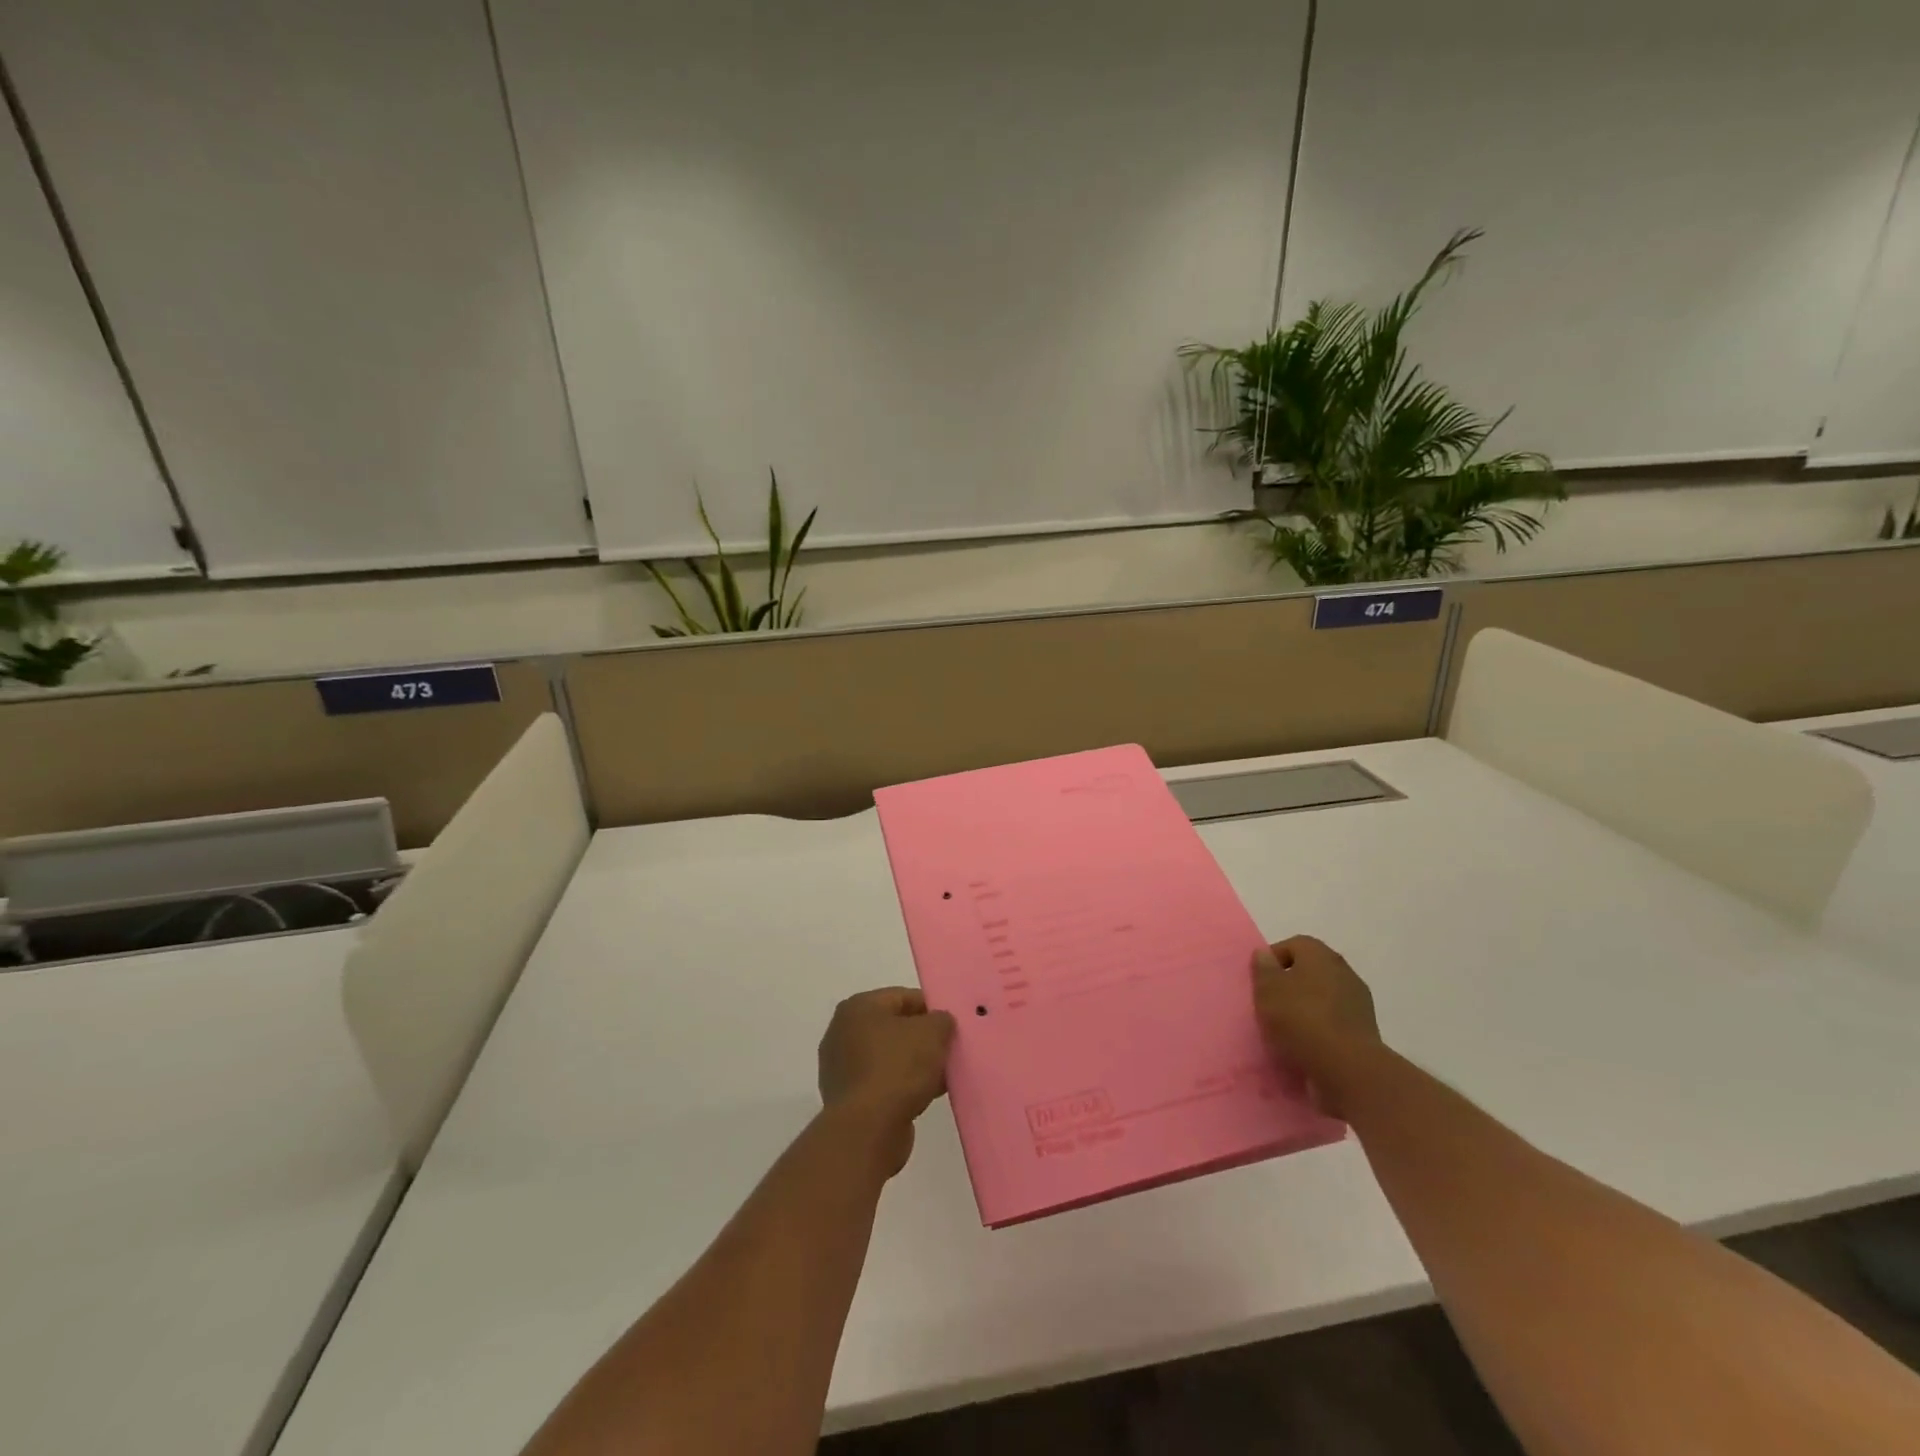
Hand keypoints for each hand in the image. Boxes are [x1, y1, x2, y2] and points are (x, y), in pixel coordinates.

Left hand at [818, 988, 955, 1173]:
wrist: (867, 1130)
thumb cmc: (898, 1068)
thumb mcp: (932, 1033)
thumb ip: (941, 1019)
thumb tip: (939, 1022)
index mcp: (858, 1007)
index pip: (902, 997)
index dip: (931, 1007)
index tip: (953, 1023)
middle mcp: (843, 1032)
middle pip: (895, 1027)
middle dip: (923, 1038)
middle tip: (950, 1048)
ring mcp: (842, 1067)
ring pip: (890, 1057)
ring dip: (916, 1064)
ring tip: (944, 1074)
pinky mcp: (848, 1099)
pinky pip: (883, 1082)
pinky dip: (904, 1086)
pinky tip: (928, 1095)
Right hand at [1252, 935, 1382, 1117]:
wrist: (1348, 1067)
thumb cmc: (1301, 1018)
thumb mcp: (1267, 990)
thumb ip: (1263, 969)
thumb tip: (1264, 954)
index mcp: (1320, 955)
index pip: (1293, 945)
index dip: (1274, 960)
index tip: (1260, 982)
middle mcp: (1343, 971)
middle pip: (1310, 970)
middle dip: (1290, 984)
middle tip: (1271, 1004)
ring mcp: (1358, 1002)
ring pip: (1323, 997)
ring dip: (1307, 1008)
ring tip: (1287, 1029)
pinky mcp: (1365, 1030)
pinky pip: (1335, 1021)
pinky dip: (1321, 1028)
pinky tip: (1307, 1044)